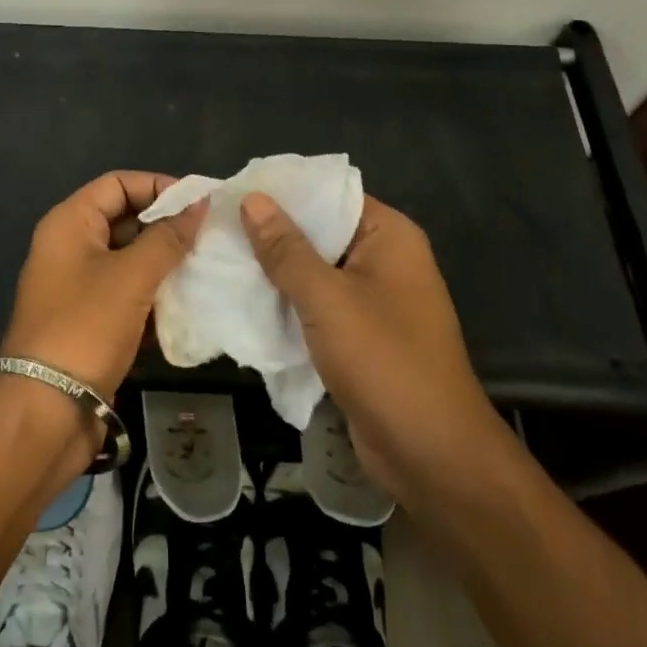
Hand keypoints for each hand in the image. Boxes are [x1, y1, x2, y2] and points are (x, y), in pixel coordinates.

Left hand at [4, 172, 208, 401]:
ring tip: (206, 266)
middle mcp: (70, 248)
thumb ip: (168, 237)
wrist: (46, 410)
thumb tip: (199, 203)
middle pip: (124, 219)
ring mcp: (78, 286)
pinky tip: (188, 302)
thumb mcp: (131, 276)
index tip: (199, 202)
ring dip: (164, 262)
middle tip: (210, 236)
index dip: (158, 186)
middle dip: (166, 226)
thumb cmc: (86, 327)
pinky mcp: (90, 321)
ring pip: (129, 259)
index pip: (117, 184)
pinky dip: (154, 294)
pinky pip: (127, 293)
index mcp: (69, 224)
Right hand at [240, 191, 501, 501]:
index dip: (284, 191)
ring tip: (220, 258)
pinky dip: (287, 304)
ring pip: (315, 272)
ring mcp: (373, 300)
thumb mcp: (327, 299)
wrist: (431, 454)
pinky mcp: (360, 336)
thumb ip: (286, 249)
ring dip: (275, 272)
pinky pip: (317, 306)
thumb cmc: (384, 361)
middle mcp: (385, 260)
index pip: (330, 195)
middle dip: (271, 233)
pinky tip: (244, 301)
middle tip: (216, 226)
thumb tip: (252, 199)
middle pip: (320, 233)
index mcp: (389, 236)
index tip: (233, 191)